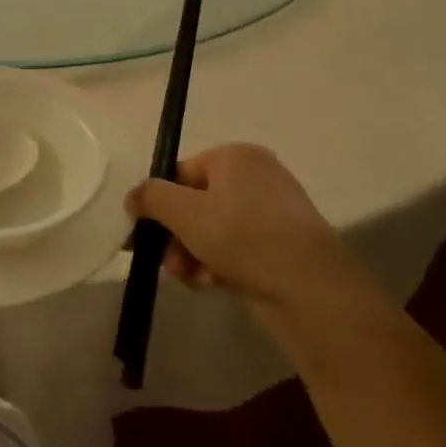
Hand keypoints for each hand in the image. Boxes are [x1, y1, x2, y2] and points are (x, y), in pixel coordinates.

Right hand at [126, 143, 373, 311]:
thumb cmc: (242, 236)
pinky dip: (217, 265)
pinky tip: (211, 284)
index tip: (144, 234)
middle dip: (175, 236)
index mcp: (236, 156)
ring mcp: (271, 213)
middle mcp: (256, 177)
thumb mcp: (184, 212)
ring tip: (191, 278)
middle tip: (169, 262)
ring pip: (211, 231)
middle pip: (194, 204)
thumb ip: (150, 197)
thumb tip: (134, 197)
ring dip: (191, 254)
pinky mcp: (280, 247)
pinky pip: (234, 250)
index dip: (158, 204)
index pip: (180, 173)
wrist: (311, 289)